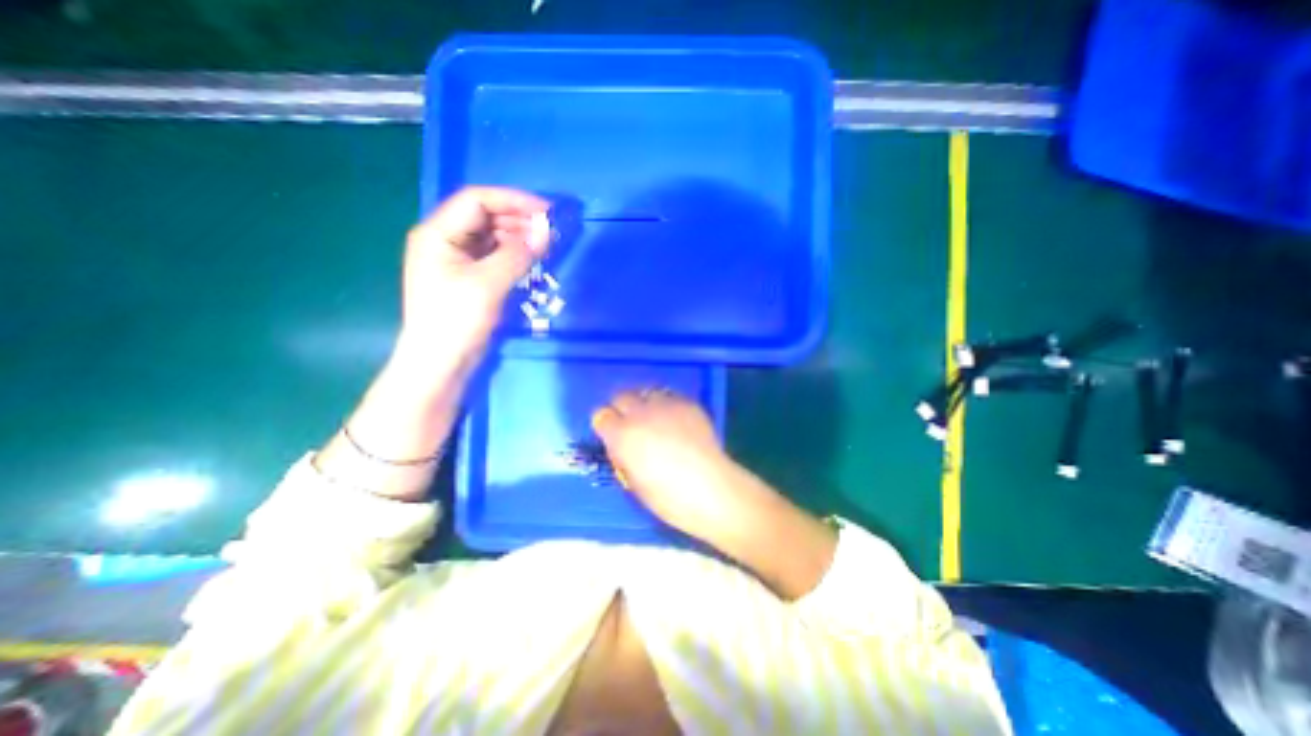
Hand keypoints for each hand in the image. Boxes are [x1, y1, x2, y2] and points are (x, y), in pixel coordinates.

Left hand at [395, 187, 548, 360]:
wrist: (440, 362)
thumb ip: (518, 255)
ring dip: (518, 236)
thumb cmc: (456, 320)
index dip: (513, 200)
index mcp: (437, 233)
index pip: (477, 200)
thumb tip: (547, 232)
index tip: (547, 212)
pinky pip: (493, 255)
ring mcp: (456, 259)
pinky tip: (532, 259)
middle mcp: (444, 240)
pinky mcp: (468, 277)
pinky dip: (514, 254)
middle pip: (484, 216)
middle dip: (518, 218)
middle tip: (551, 230)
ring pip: (491, 236)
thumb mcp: (488, 284)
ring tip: (546, 244)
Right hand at [593, 391, 747, 539]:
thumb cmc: (668, 497)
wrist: (711, 488)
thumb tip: (621, 446)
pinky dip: (668, 405)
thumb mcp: (634, 482)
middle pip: (622, 396)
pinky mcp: (688, 404)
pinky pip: (670, 397)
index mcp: (622, 435)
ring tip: (654, 418)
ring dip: (645, 403)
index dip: (605, 425)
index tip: (610, 434)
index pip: (601, 416)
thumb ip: (623, 456)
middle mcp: (641, 413)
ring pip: (647, 392)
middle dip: (622, 408)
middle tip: (631, 424)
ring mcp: (666, 406)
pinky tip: (676, 420)